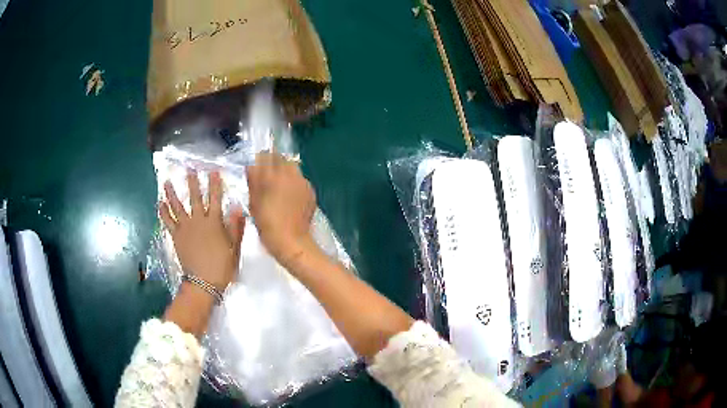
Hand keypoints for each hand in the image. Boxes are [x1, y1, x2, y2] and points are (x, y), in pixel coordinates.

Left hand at [160, 171, 245, 290]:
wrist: (203, 282)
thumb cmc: (221, 266)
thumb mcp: (234, 248)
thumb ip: (235, 227)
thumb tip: (237, 207)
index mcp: (214, 223)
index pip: (215, 199)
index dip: (214, 184)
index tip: (213, 171)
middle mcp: (198, 221)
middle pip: (194, 198)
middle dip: (193, 183)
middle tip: (189, 169)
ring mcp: (185, 228)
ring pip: (177, 207)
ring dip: (172, 194)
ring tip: (166, 182)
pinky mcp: (176, 237)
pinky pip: (168, 222)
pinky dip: (163, 212)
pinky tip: (160, 203)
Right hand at [246, 152, 316, 265]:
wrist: (291, 241)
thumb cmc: (267, 224)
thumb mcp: (254, 204)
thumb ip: (253, 182)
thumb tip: (250, 167)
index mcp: (272, 176)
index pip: (266, 156)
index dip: (261, 158)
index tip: (257, 165)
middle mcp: (289, 175)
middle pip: (282, 159)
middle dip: (274, 163)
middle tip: (268, 176)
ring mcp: (302, 182)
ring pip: (293, 168)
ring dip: (285, 172)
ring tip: (279, 187)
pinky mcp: (311, 192)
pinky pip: (301, 181)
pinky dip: (294, 184)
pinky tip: (290, 196)